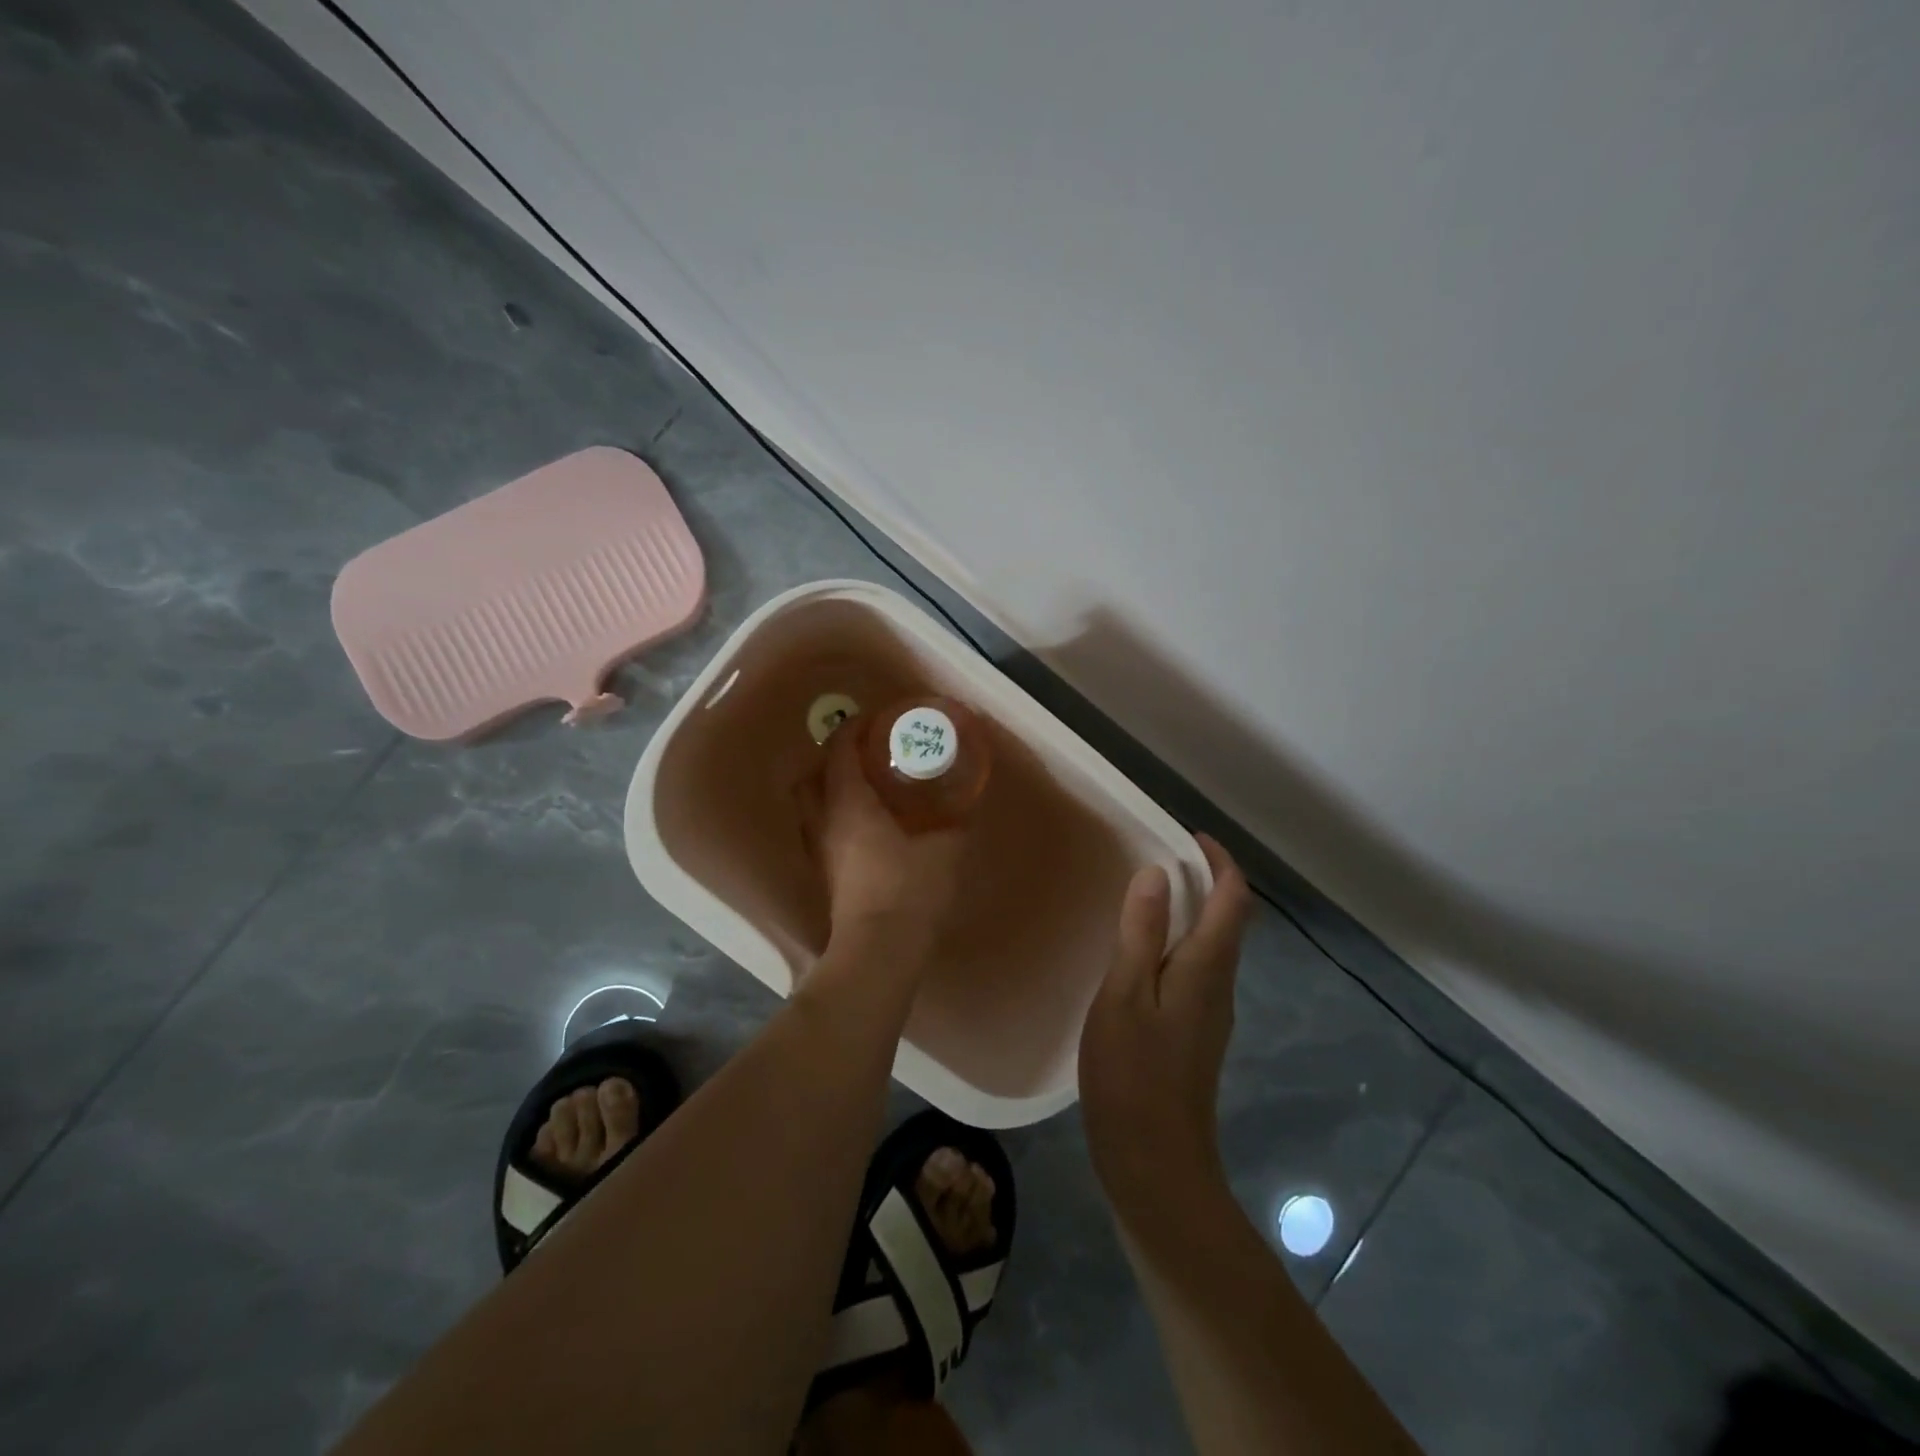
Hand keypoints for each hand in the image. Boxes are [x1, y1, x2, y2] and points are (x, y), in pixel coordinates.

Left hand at [798, 718, 967, 956]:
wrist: (880, 948)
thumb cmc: (910, 888)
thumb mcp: (946, 848)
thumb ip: (954, 821)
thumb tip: (964, 803)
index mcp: (849, 803)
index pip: (839, 751)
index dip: (853, 729)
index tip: (873, 720)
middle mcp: (824, 821)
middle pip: (810, 777)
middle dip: (830, 759)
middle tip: (862, 756)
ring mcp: (820, 850)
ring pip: (810, 807)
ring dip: (828, 790)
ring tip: (862, 789)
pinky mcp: (824, 875)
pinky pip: (821, 831)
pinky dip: (834, 818)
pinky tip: (864, 828)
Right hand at [1079, 835, 1252, 1225]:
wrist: (1154, 1164)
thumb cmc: (1133, 1074)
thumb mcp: (1125, 994)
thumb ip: (1141, 932)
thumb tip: (1158, 872)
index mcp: (1206, 968)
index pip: (1233, 899)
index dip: (1219, 861)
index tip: (1188, 835)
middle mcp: (1219, 985)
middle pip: (1230, 920)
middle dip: (1207, 881)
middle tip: (1161, 858)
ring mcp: (1210, 1014)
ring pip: (1213, 946)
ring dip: (1192, 911)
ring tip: (1146, 896)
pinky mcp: (1194, 1035)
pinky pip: (1196, 970)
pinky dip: (1178, 942)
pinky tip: (1140, 954)